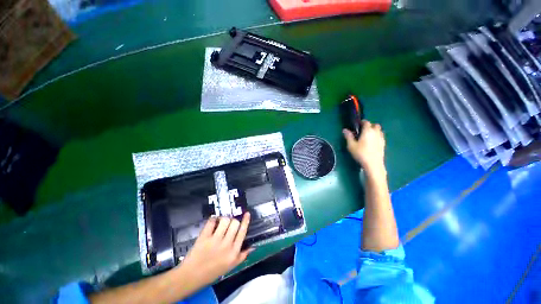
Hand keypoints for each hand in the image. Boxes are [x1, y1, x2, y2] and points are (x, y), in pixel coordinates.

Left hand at [178, 213, 252, 288]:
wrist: (192, 276)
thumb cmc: (213, 272)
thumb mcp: (231, 266)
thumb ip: (242, 256)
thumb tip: (252, 246)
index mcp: (233, 252)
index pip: (242, 232)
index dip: (245, 221)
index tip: (247, 213)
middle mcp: (226, 245)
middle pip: (235, 223)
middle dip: (233, 221)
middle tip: (229, 224)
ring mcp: (214, 240)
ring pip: (225, 220)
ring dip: (224, 219)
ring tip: (221, 223)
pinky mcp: (204, 237)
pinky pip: (212, 222)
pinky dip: (213, 219)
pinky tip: (213, 222)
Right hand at [343, 120, 385, 175]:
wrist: (373, 164)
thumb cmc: (361, 153)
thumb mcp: (351, 145)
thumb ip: (348, 136)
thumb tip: (345, 130)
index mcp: (368, 131)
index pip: (366, 122)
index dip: (362, 122)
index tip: (357, 125)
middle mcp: (376, 132)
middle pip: (375, 125)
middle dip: (369, 126)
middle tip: (362, 131)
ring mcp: (381, 138)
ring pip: (379, 130)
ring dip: (374, 131)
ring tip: (367, 136)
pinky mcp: (383, 144)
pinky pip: (381, 136)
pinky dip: (377, 136)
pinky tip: (372, 142)